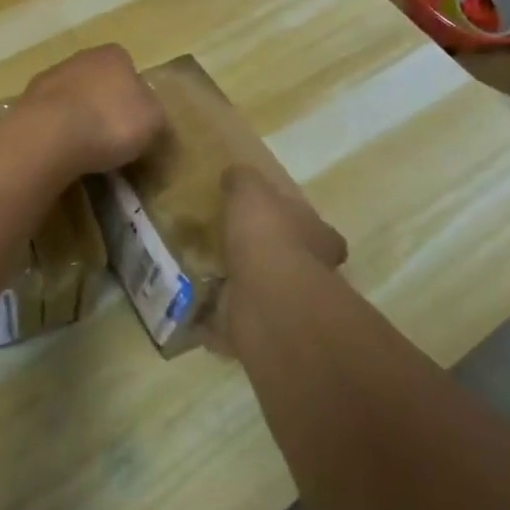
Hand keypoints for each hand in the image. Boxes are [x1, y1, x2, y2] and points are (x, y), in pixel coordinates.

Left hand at [17, 44, 165, 177]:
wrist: (50, 136)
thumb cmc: (111, 123)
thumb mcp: (153, 121)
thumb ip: (153, 112)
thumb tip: (145, 112)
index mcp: (114, 55)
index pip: (128, 69)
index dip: (133, 96)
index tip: (133, 123)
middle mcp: (80, 57)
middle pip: (98, 81)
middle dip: (103, 104)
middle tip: (110, 137)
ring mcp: (49, 77)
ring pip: (71, 97)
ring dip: (77, 117)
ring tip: (84, 150)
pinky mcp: (26, 101)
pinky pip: (50, 116)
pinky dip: (56, 130)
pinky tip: (60, 151)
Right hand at [206, 166, 346, 353]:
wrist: (268, 301)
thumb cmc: (268, 236)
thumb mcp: (251, 190)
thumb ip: (243, 180)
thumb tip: (234, 175)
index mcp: (318, 238)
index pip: (316, 230)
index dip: (297, 223)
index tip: (272, 221)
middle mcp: (311, 276)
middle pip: (290, 263)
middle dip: (265, 258)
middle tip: (230, 247)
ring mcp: (287, 309)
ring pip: (261, 295)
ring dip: (237, 289)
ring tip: (204, 276)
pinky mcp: (261, 334)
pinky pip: (233, 325)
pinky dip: (214, 322)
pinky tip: (191, 310)